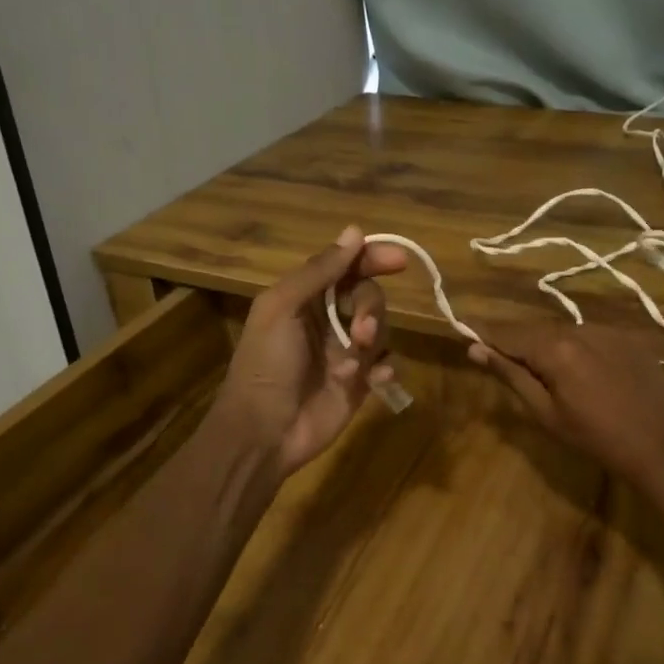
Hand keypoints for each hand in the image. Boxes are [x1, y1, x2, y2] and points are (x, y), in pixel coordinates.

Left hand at [217, 226, 406, 476]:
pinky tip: (374, 379)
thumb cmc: (266, 364)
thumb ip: (319, 271)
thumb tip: (355, 232)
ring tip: (353, 363)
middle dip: (371, 309)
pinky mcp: (360, 383)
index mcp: (305, 298)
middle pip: (369, 296)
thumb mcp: (282, 308)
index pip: (346, 267)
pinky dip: (386, 368)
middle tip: (360, 332)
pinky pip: (387, 364)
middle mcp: (328, 320)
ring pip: (382, 329)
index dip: (372, 258)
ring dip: (374, 340)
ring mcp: (346, 352)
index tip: (399, 260)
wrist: (264, 431)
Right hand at [466, 320, 663, 490]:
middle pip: (536, 330)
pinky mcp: (630, 338)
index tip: (464, 327)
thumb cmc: (596, 438)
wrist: (662, 446)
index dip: (485, 332)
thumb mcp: (546, 413)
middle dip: (515, 339)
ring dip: (547, 344)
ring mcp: (609, 331)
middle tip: (496, 351)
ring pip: (564, 331)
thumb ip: (511, 376)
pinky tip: (580, 370)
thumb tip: (476, 349)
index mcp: (555, 349)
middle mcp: (580, 329)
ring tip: (541, 367)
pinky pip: (591, 336)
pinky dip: (576, 347)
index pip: (509, 334)